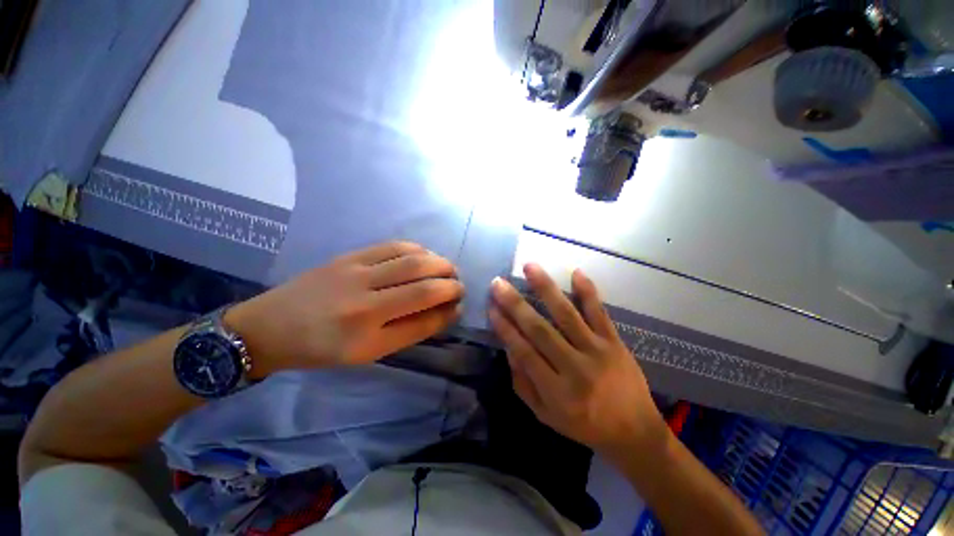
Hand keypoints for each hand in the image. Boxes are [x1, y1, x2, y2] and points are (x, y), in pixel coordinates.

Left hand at [228, 242, 463, 376]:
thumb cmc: (321, 349)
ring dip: (439, 263)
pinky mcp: (350, 256)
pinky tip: (425, 256)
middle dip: (451, 284)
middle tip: (458, 286)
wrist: (270, 326)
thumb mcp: (367, 353)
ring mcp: (356, 272)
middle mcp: (365, 301)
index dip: (449, 311)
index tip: (459, 307)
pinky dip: (418, 250)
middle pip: (424, 285)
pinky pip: (393, 246)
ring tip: (447, 269)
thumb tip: (444, 312)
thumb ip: (409, 331)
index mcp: (367, 336)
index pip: (424, 320)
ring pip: (413, 261)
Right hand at [488, 264, 665, 457]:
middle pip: (540, 329)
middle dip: (515, 304)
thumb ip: (523, 384)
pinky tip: (576, 272)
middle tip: (499, 283)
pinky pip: (599, 313)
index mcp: (556, 391)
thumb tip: (509, 349)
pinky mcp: (615, 342)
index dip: (505, 327)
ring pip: (567, 314)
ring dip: (546, 288)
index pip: (523, 351)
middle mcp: (575, 368)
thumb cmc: (584, 426)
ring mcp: (597, 351)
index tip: (491, 307)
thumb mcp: (545, 416)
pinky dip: (588, 291)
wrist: (635, 433)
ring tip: (530, 267)